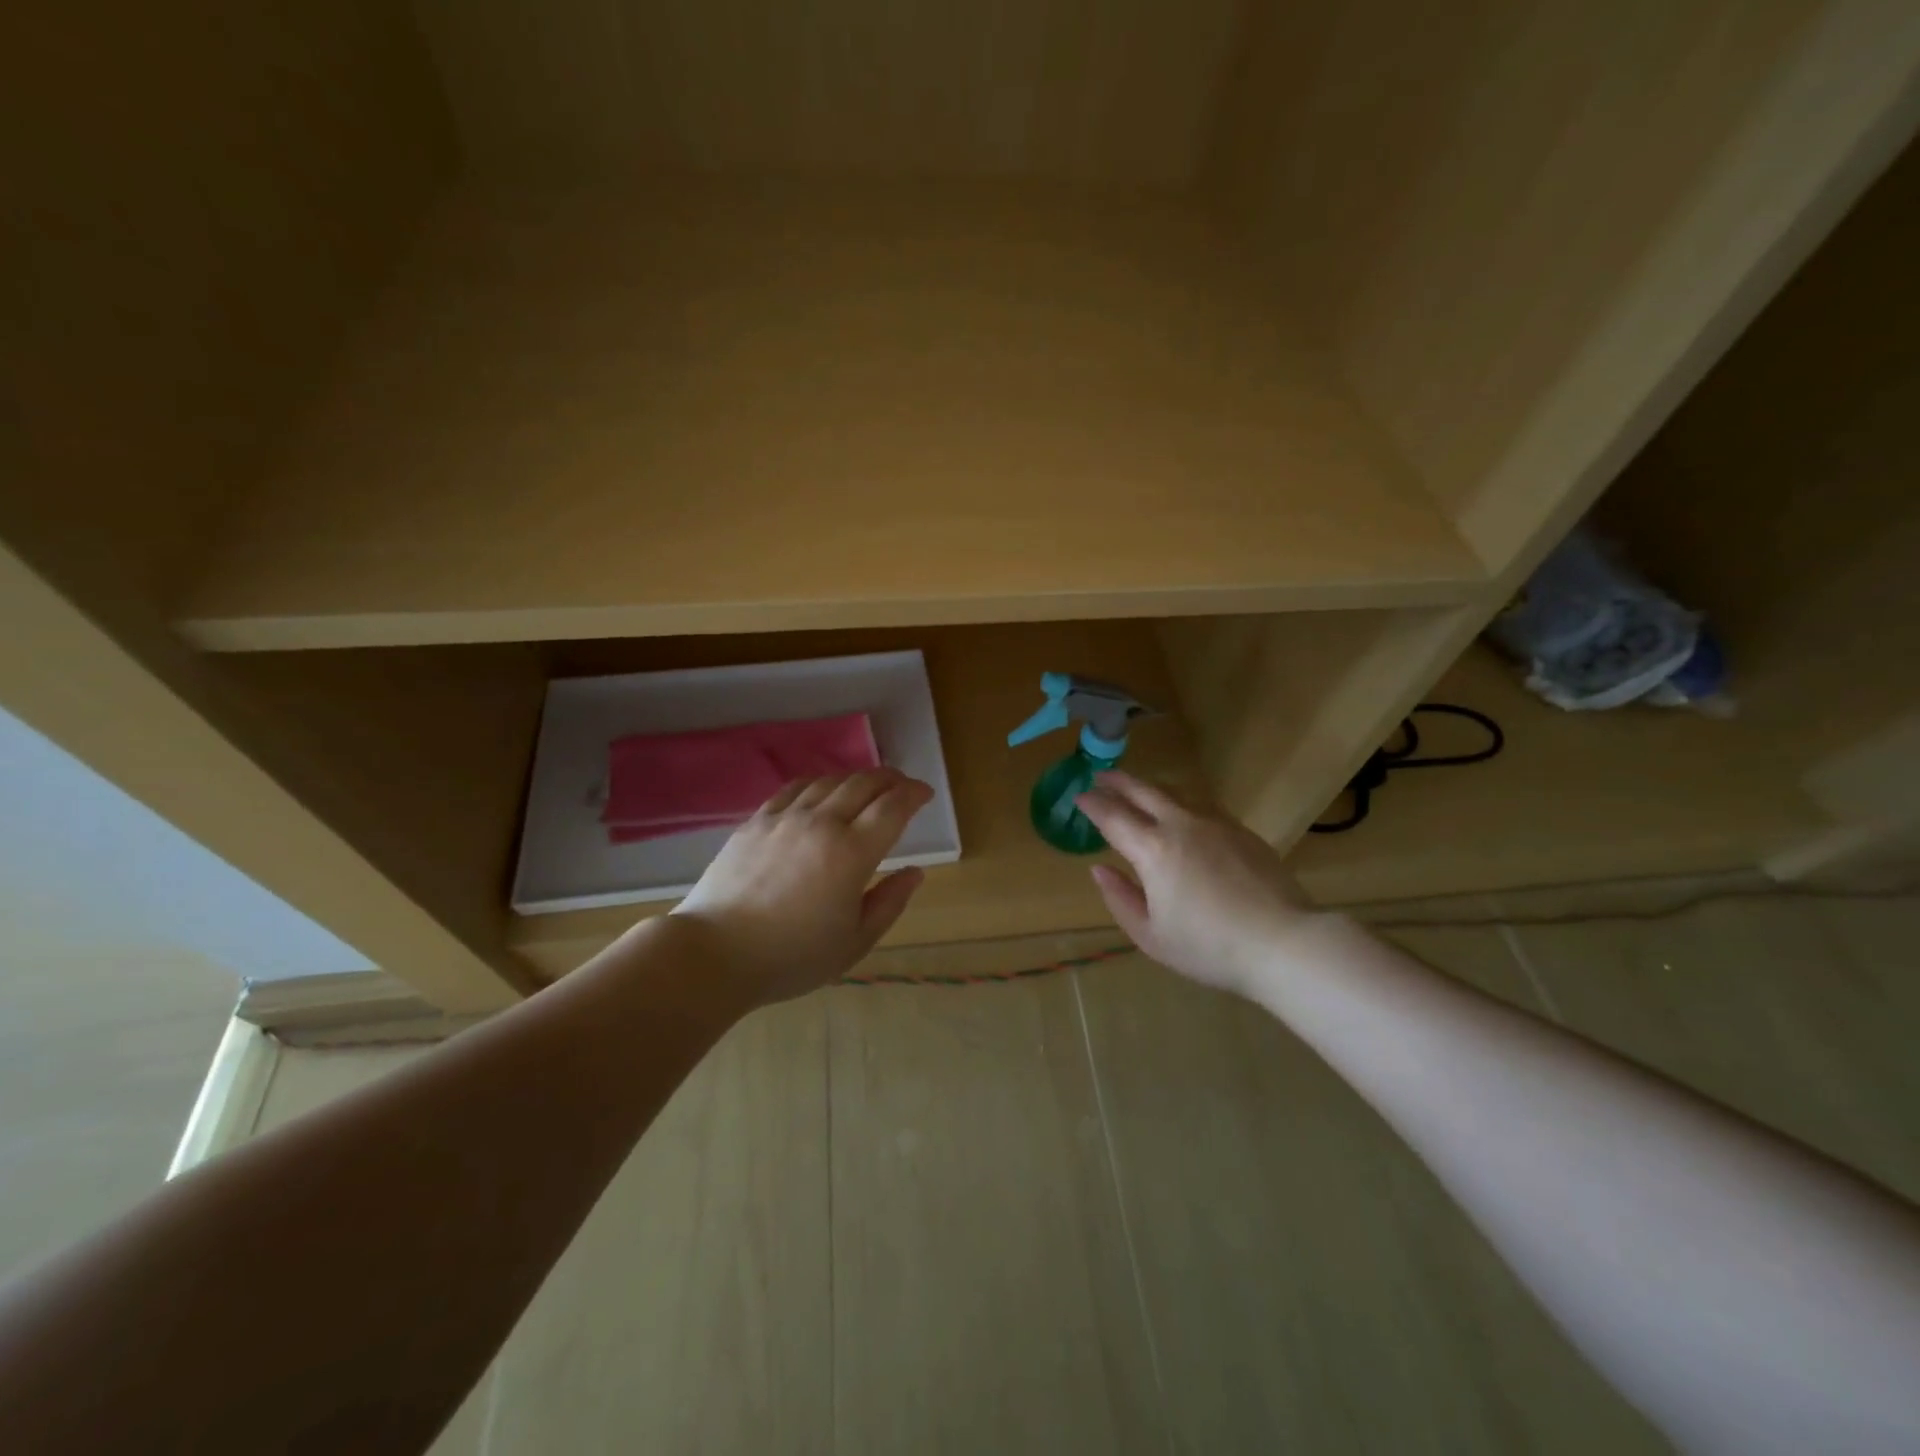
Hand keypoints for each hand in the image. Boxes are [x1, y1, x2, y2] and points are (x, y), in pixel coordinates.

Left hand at [672, 768, 932, 1004]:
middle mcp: (821, 823)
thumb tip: (915, 872)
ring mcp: (785, 818)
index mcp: (852, 853)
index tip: (924, 793)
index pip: (892, 807)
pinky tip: (821, 792)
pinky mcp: (756, 821)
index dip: (913, 794)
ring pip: (830, 781)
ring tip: (867, 787)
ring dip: (856, 779)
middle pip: (863, 784)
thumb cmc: (792, 957)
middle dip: (890, 779)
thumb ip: (889, 902)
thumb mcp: (854, 942)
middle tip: (902, 786)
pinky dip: (819, 783)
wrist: (715, 953)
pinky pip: (795, 788)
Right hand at [1075, 771, 1314, 996]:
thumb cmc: (1209, 947)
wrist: (1283, 942)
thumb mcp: (1152, 936)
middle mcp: (1181, 826)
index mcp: (1153, 850)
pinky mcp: (1241, 830)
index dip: (1093, 804)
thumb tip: (1099, 869)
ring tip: (1138, 789)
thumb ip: (1121, 899)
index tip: (1079, 796)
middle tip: (1102, 776)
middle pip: (1144, 792)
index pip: (1113, 817)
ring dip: (1150, 788)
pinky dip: (1181, 802)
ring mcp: (1215, 823)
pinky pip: (1202, 806)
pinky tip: (1182, 812)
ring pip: (1175, 793)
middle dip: (1119, 781)